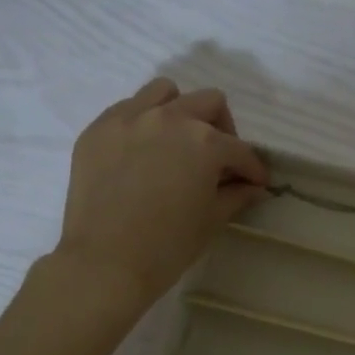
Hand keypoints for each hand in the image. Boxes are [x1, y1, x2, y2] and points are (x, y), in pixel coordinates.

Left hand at [54, 79, 268, 316]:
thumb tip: (252, 187)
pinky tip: (143, 152)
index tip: (255, 184)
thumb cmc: (168, 246)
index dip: (252, 169)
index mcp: (204, 141)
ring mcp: (129, 118)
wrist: (105, 262)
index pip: (239, 150)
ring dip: (181, 112)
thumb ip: (236, 195)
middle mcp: (169, 118)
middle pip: (209, 104)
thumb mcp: (211, 220)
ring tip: (178, 143)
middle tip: (219, 161)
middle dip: (223, 130)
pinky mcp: (98, 129)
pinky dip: (144, 122)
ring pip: (165, 92)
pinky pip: (128, 108)